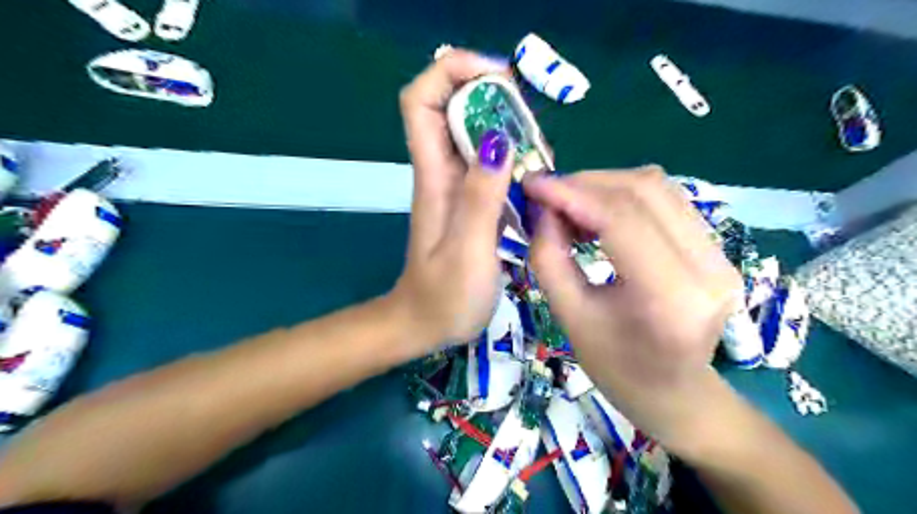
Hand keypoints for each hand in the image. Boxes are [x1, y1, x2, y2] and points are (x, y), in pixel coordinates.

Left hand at [388, 49, 512, 349]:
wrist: (424, 324)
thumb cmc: (444, 296)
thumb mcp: (468, 251)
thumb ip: (481, 197)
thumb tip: (497, 139)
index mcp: (433, 177)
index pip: (421, 100)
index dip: (452, 72)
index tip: (497, 78)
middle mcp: (441, 172)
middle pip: (452, 106)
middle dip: (492, 97)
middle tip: (533, 123)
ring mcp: (456, 186)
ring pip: (475, 133)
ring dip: (508, 127)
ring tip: (542, 153)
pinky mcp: (470, 201)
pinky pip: (489, 163)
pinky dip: (513, 156)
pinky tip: (536, 176)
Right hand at [527, 166, 739, 449]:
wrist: (675, 394)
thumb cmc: (617, 369)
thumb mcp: (570, 317)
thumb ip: (549, 257)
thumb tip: (542, 208)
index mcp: (670, 298)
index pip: (621, 219)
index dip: (571, 193)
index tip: (532, 183)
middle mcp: (708, 269)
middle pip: (645, 191)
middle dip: (586, 183)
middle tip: (546, 194)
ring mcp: (721, 255)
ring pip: (658, 188)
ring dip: (604, 186)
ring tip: (569, 205)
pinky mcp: (717, 249)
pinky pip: (666, 201)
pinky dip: (624, 197)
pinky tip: (597, 213)